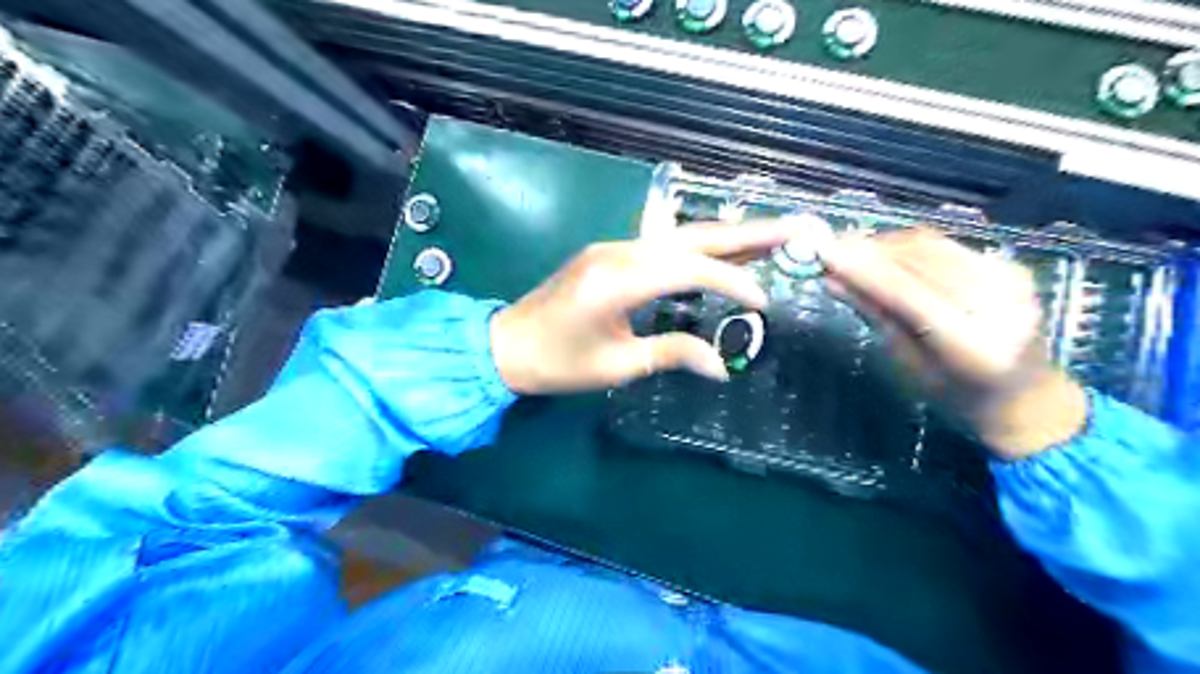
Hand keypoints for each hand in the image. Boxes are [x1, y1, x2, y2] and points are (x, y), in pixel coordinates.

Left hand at [486, 222, 793, 394]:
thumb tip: (721, 366)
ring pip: (681, 237)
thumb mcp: (617, 365)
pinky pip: (664, 246)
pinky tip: (724, 253)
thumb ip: (671, 355)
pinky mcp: (610, 253)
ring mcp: (613, 247)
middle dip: (747, 233)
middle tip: (796, 227)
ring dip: (728, 237)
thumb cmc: (558, 363)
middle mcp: (619, 251)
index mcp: (618, 280)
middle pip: (694, 237)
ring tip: (772, 237)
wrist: (506, 345)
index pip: (690, 270)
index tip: (764, 301)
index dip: (731, 281)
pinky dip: (700, 249)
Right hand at [827, 230, 1089, 459]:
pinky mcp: (1008, 266)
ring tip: (850, 249)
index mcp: (969, 344)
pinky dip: (907, 247)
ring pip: (931, 245)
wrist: (1026, 398)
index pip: (906, 293)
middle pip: (920, 259)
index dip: (862, 270)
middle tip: (830, 247)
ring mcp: (1008, 279)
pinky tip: (884, 254)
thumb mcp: (908, 363)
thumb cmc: (956, 396)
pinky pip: (945, 246)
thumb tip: (833, 281)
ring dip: (885, 244)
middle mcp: (996, 303)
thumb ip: (875, 315)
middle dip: (869, 250)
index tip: (824, 254)